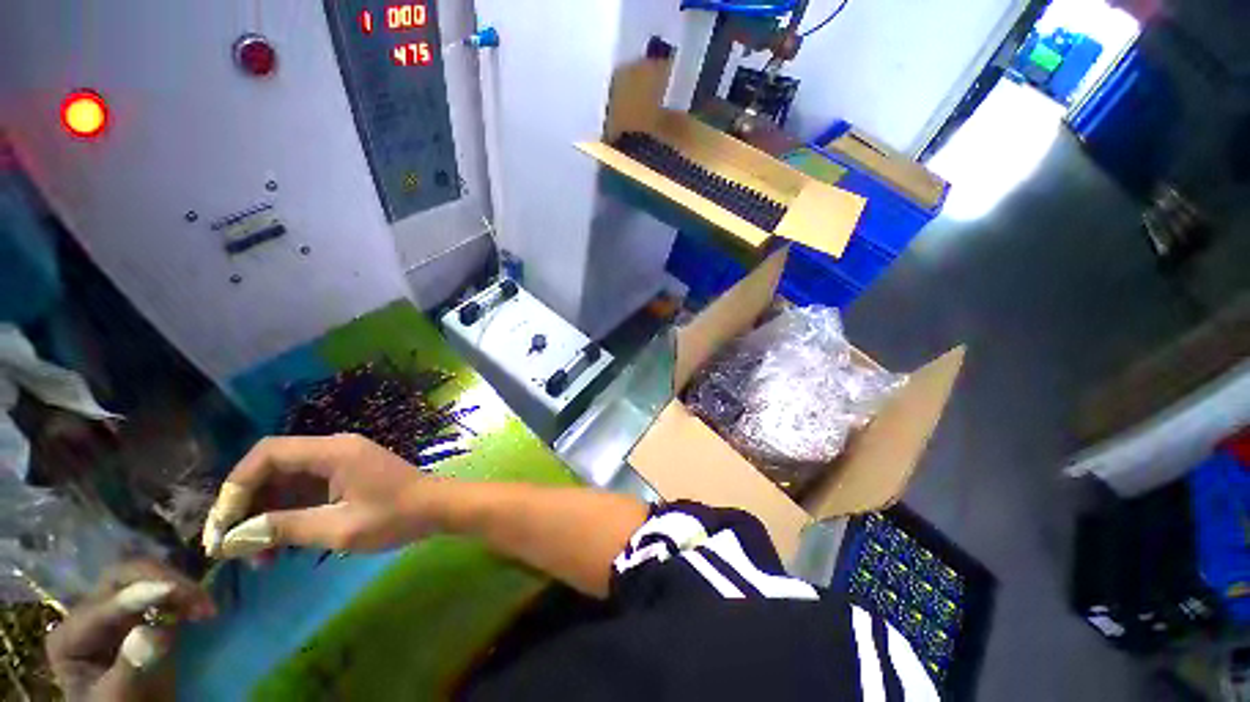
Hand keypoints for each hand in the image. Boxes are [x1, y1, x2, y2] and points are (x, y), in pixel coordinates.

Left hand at [46, 560, 214, 701]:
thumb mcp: (118, 697)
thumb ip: (129, 667)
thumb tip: (152, 632)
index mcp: (71, 636)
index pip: (105, 602)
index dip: (138, 593)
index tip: (172, 590)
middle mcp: (89, 614)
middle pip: (123, 577)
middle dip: (163, 580)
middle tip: (197, 597)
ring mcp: (114, 612)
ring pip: (144, 576)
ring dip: (179, 586)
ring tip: (207, 606)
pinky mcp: (139, 614)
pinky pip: (159, 590)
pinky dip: (183, 593)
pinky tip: (200, 607)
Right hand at [202, 434, 435, 558]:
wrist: (439, 509)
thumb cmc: (396, 517)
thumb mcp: (339, 528)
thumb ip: (286, 528)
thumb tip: (233, 539)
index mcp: (333, 451)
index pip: (268, 454)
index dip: (237, 486)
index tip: (221, 525)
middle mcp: (334, 449)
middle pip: (273, 468)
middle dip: (248, 506)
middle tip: (233, 547)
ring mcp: (341, 462)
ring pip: (287, 482)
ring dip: (266, 516)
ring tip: (258, 558)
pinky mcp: (346, 477)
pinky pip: (305, 491)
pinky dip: (288, 515)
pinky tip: (280, 547)